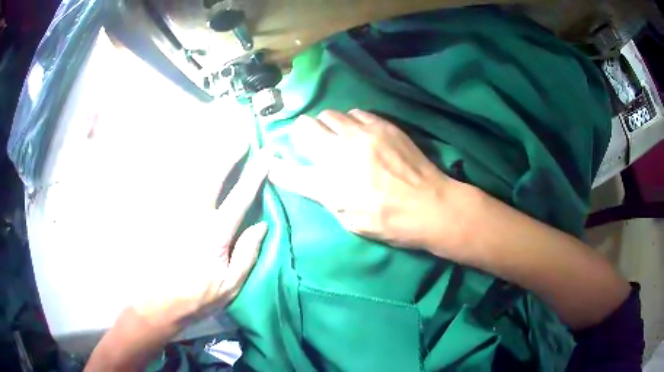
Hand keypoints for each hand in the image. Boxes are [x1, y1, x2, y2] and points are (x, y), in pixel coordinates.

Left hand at [86, 147, 268, 370]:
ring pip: (190, 175)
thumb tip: (261, 225)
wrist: (158, 302)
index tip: (265, 156)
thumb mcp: (231, 285)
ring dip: (206, 155)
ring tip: (217, 139)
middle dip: (228, 153)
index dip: (254, 175)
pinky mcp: (161, 215)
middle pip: (213, 176)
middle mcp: (195, 216)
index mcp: (216, 234)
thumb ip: (247, 254)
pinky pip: (171, 185)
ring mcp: (175, 213)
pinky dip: (181, 169)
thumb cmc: (198, 297)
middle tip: (240, 136)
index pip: (240, 197)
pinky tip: (187, 159)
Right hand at [269, 109, 462, 248]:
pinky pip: (356, 113)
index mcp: (329, 186)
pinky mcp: (382, 125)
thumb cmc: (390, 222)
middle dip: (302, 134)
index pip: (287, 171)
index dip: (276, 167)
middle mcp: (340, 154)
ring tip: (338, 136)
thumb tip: (312, 178)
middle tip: (311, 142)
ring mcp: (362, 134)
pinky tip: (360, 133)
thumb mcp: (350, 221)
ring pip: (329, 114)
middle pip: (304, 128)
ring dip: (328, 126)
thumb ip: (326, 196)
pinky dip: (351, 122)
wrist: (431, 205)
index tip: (273, 162)